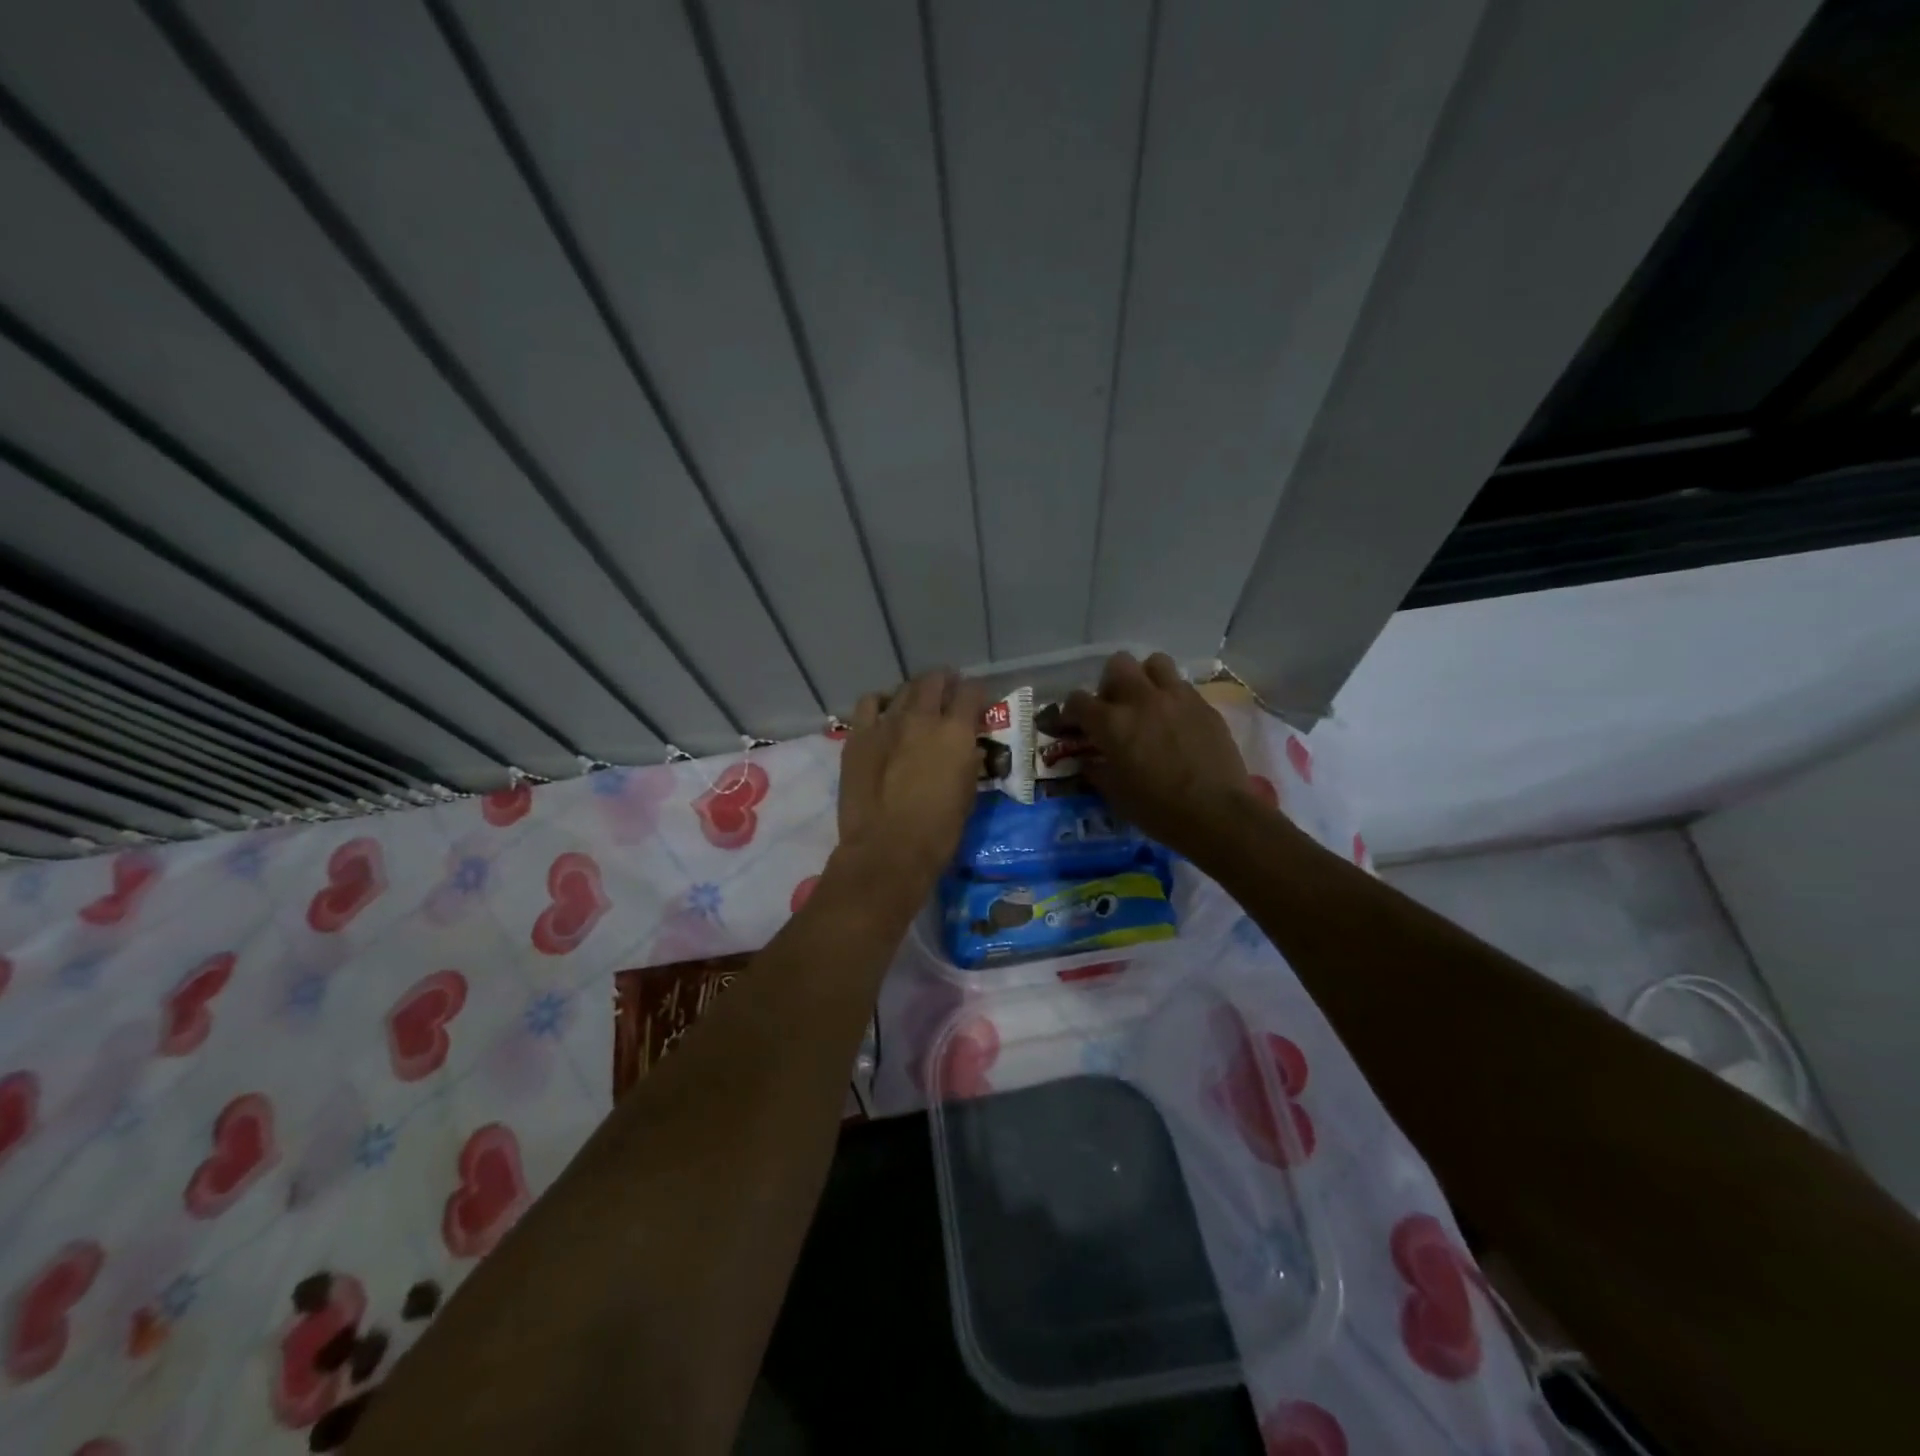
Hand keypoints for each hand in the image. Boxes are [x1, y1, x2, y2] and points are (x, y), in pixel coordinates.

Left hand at [837, 669, 987, 893]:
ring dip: (914, 692)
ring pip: (903, 689)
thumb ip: (968, 763)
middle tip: (948, 694)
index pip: (972, 692)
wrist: (887, 849)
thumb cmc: (938, 831)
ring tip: (917, 703)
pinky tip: (883, 714)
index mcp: (956, 732)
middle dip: (945, 683)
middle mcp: (922, 717)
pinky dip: (879, 703)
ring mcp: (886, 723)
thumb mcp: (967, 794)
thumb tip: (967, 751)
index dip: (977, 694)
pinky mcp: (859, 736)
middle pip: (935, 680)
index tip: (978, 704)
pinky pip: (868, 704)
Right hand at [1064, 652, 1260, 853]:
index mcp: (1111, 722)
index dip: (1070, 713)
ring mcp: (1176, 698)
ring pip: (1155, 663)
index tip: (1072, 727)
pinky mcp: (1204, 705)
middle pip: (1117, 665)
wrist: (1216, 814)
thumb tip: (1089, 760)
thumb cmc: (1158, 810)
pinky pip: (1182, 686)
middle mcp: (1141, 699)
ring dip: (1145, 678)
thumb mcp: (1115, 795)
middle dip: (1110, 683)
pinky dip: (1172, 697)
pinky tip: (1176, 721)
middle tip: (1114, 708)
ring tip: (1147, 702)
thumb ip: (1097, 770)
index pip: (1077, 700)